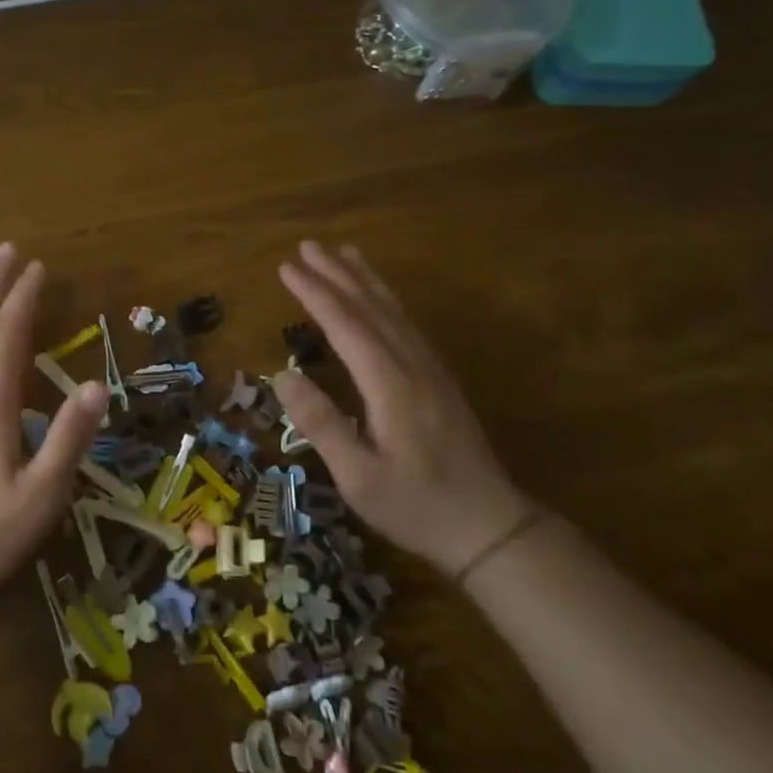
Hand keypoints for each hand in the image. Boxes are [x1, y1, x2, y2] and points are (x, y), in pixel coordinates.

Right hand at [273, 242, 532, 577]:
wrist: (489, 526)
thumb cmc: (416, 506)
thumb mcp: (358, 477)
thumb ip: (320, 424)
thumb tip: (283, 374)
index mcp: (390, 385)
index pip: (346, 325)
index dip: (314, 293)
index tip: (286, 267)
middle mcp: (412, 366)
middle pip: (371, 307)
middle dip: (337, 274)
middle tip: (308, 246)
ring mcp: (431, 370)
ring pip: (394, 311)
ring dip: (365, 279)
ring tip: (344, 252)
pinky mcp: (439, 379)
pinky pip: (407, 325)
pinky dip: (387, 300)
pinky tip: (379, 297)